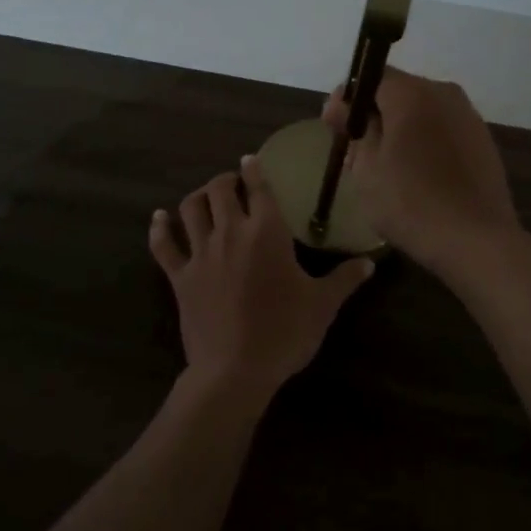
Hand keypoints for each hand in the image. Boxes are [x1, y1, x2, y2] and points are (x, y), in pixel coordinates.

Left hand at [149, 155, 373, 398]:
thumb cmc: (285, 331)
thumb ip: (345, 278)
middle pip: (220, 190)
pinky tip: (159, 218)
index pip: (259, 188)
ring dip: (198, 197)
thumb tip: (370, 262)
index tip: (251, 160)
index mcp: (267, 232)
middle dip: (226, 180)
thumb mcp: (323, 304)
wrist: (235, 370)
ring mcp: (201, 253)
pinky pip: (164, 245)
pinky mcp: (179, 276)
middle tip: (233, 184)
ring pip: (190, 208)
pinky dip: (160, 229)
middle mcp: (231, 232)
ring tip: (205, 198)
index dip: (254, 169)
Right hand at [323, 69, 522, 274]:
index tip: (334, 128)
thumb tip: (343, 105)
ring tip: (386, 167)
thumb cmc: (411, 203)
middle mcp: (444, 93)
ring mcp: (469, 116)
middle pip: (398, 93)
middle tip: (355, 151)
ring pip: (423, 112)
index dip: (348, 100)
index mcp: (412, 93)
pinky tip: (418, 175)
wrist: (477, 240)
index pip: (371, 77)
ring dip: (401, 130)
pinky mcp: (483, 141)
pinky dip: (425, 143)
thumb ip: (354, 127)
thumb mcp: (366, 168)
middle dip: (374, 115)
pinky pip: (443, 130)